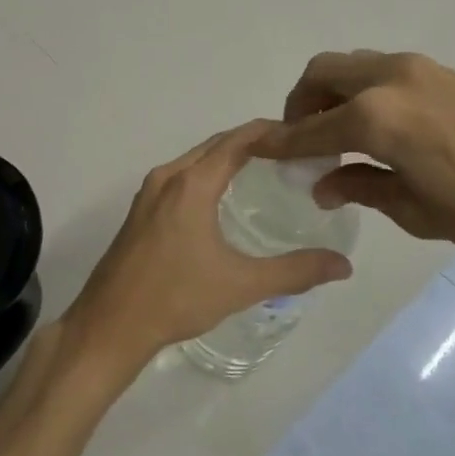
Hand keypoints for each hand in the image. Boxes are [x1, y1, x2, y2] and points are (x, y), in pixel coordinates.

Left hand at [63, 120, 353, 380]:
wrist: (111, 324)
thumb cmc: (176, 298)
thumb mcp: (241, 285)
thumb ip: (295, 272)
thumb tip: (344, 266)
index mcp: (191, 183)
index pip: (236, 140)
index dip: (269, 131)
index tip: (302, 134)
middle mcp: (167, 177)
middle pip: (215, 145)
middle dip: (251, 141)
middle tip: (291, 152)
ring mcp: (148, 193)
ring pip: (194, 160)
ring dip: (226, 157)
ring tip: (264, 170)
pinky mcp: (140, 211)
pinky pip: (180, 177)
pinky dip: (206, 173)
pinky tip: (223, 198)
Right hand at [258, 51, 454, 257]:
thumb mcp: (416, 209)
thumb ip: (361, 188)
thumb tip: (323, 184)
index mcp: (373, 117)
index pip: (308, 129)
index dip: (278, 143)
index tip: (255, 150)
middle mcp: (387, 79)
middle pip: (321, 74)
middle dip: (300, 105)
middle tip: (302, 143)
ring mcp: (417, 69)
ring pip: (351, 66)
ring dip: (331, 93)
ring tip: (338, 136)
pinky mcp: (442, 72)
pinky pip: (379, 71)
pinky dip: (360, 91)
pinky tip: (377, 128)